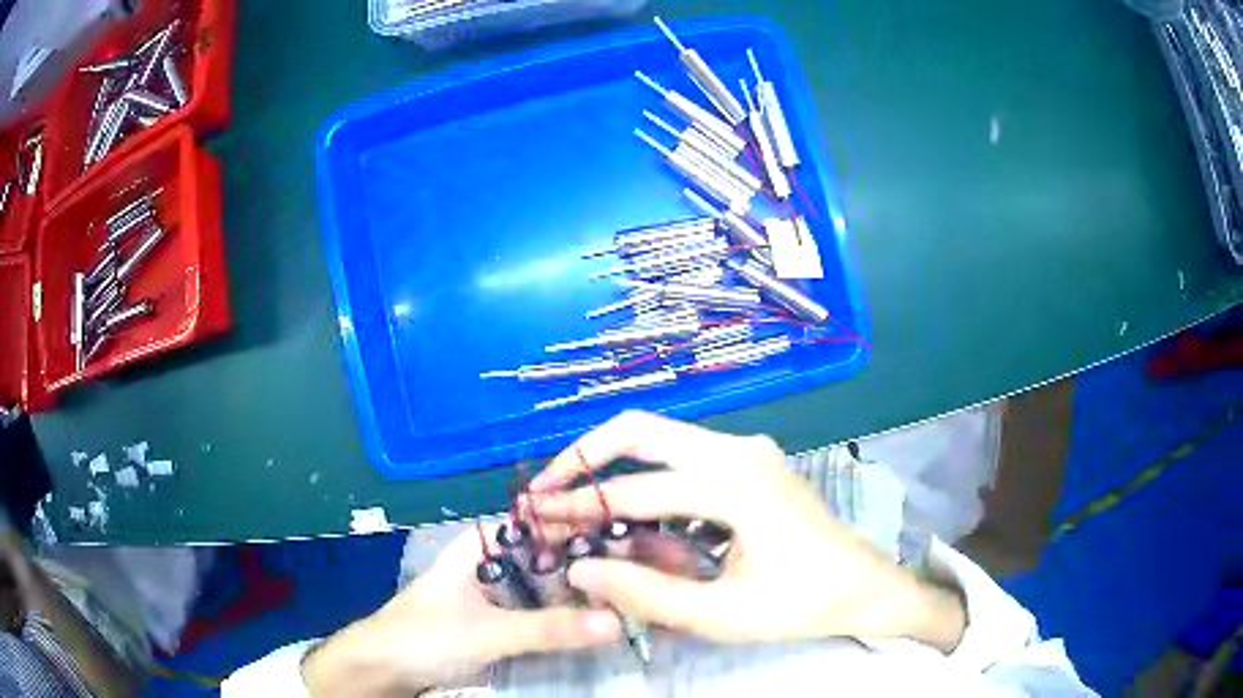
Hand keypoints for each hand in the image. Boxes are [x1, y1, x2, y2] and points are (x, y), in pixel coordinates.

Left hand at [302, 525, 622, 696]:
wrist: (382, 668)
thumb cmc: (424, 636)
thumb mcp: (488, 632)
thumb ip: (549, 629)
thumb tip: (618, 621)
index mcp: (483, 545)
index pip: (545, 523)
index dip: (588, 528)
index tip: (639, 539)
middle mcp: (493, 561)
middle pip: (551, 556)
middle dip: (592, 565)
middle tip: (645, 575)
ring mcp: (496, 593)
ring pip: (548, 586)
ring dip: (581, 594)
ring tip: (632, 597)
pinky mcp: (497, 620)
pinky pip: (539, 612)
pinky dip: (565, 617)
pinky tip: (596, 623)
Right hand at [531, 411, 965, 650]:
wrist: (864, 586)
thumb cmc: (800, 603)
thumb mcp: (720, 613)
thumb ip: (644, 591)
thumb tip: (580, 567)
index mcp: (733, 482)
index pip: (634, 490)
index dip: (578, 506)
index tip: (535, 515)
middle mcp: (737, 449)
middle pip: (641, 430)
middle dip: (586, 457)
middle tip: (548, 489)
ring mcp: (746, 451)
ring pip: (661, 441)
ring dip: (615, 469)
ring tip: (579, 505)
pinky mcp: (750, 463)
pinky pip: (684, 461)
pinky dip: (648, 481)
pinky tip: (634, 518)